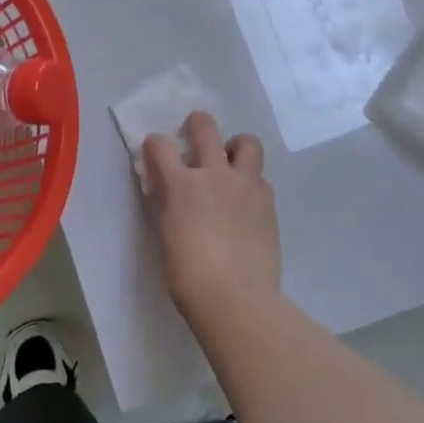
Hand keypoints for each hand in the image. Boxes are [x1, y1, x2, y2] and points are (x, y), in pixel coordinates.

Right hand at [141, 112, 280, 327]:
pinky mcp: (268, 202)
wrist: (236, 298)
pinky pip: (260, 178)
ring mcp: (246, 185)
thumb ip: (165, 204)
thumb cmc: (188, 276)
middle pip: (205, 128)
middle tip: (195, 131)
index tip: (155, 151)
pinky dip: (251, 181)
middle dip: (196, 124)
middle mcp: (214, 174)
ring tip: (230, 162)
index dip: (155, 145)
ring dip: (235, 146)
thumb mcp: (165, 236)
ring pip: (246, 142)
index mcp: (181, 185)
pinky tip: (245, 201)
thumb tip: (163, 187)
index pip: (160, 146)